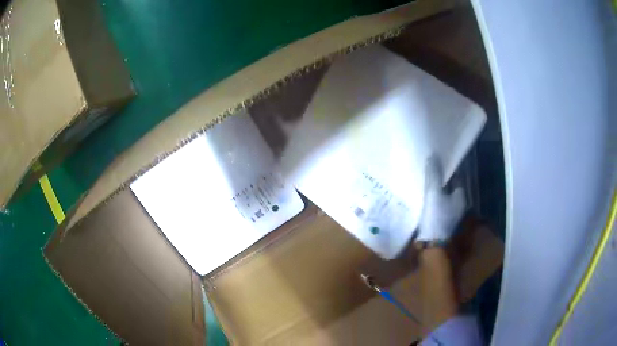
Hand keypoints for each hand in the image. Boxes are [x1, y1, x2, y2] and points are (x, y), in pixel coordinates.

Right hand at [416, 157, 465, 241]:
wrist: (430, 245)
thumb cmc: (436, 217)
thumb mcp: (434, 193)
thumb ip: (434, 175)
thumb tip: (433, 156)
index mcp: (460, 198)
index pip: (456, 180)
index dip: (447, 172)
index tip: (437, 165)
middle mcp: (457, 207)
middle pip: (449, 190)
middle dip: (440, 182)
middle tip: (427, 173)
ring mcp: (449, 217)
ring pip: (441, 200)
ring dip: (434, 194)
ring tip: (421, 184)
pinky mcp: (439, 224)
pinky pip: (435, 209)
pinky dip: (429, 204)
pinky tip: (420, 200)